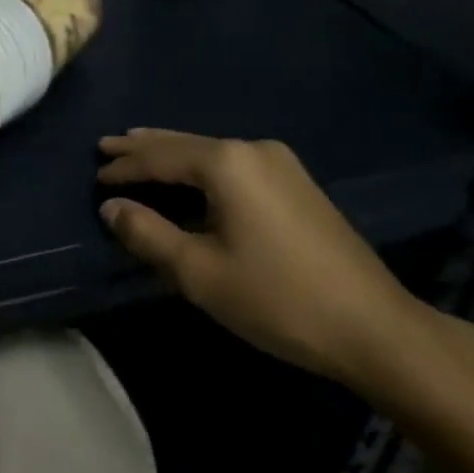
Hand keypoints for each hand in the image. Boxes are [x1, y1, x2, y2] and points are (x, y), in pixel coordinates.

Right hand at [98, 130, 437, 391]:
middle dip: (143, 147)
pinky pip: (232, 164)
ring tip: (138, 149)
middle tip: (107, 146)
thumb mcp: (200, 273)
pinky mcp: (297, 183)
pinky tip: (190, 173)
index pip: (159, 157)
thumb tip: (111, 208)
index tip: (95, 175)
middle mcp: (252, 149)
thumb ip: (149, 234)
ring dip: (172, 154)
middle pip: (183, 144)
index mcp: (226, 163)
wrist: (378, 328)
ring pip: (209, 151)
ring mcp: (280, 163)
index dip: (124, 167)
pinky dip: (200, 166)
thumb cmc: (279, 298)